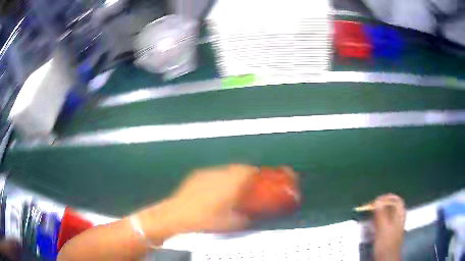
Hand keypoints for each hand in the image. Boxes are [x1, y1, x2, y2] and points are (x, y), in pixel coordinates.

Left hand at [137, 164, 257, 239]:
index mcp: (230, 185)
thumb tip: (249, 216)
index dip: (254, 173)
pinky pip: (213, 173)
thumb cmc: (205, 220)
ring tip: (230, 187)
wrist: (177, 215)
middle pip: (236, 167)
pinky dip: (218, 178)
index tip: (257, 178)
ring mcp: (206, 173)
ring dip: (230, 175)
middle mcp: (219, 175)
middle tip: (245, 184)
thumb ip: (243, 218)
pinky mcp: (196, 175)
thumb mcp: (229, 223)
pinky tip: (213, 188)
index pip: (246, 171)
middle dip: (243, 174)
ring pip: (224, 169)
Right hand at [373, 194, 405, 260]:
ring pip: (388, 214)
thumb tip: (377, 200)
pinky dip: (379, 220)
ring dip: (380, 213)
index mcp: (400, 214)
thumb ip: (381, 214)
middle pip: (392, 206)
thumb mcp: (383, 228)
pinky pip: (385, 222)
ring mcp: (394, 226)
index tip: (376, 201)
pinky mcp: (389, 233)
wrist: (386, 258)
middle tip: (371, 208)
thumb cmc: (386, 243)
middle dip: (382, 205)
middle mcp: (398, 218)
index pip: (396, 200)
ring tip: (371, 215)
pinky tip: (373, 225)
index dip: (387, 198)